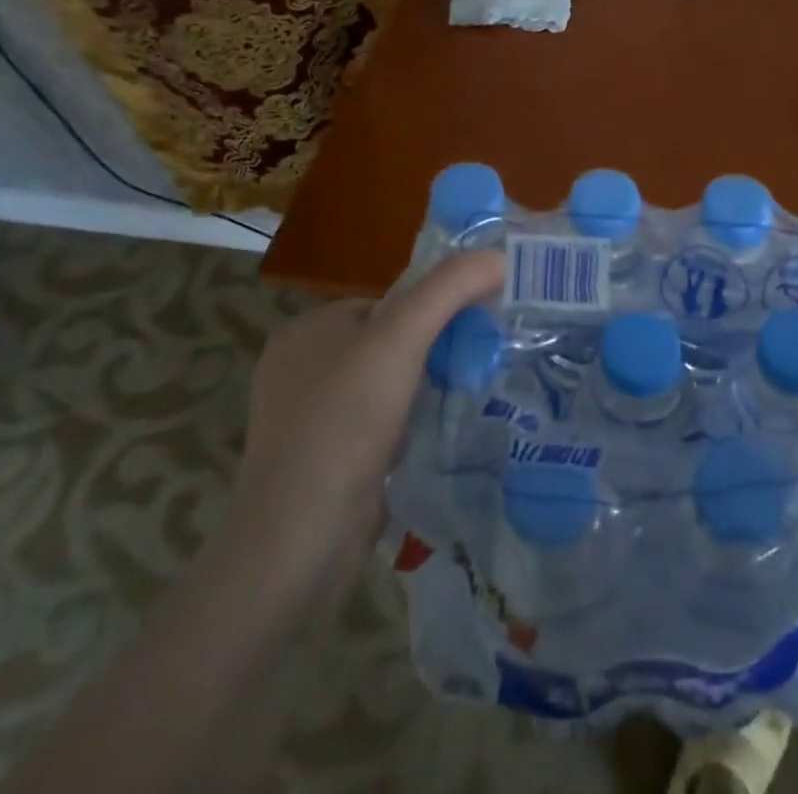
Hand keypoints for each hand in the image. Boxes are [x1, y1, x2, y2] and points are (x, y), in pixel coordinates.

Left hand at [220, 250, 506, 625]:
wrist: (299, 542)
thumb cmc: (345, 421)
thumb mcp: (401, 337)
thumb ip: (450, 288)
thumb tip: (499, 255)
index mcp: (306, 330)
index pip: (385, 302)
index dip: (431, 310)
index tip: (473, 329)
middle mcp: (299, 370)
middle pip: (387, 344)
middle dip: (430, 354)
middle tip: (473, 367)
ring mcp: (306, 422)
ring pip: (383, 388)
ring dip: (420, 393)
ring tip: (458, 403)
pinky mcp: (319, 466)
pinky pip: (374, 429)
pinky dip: (403, 430)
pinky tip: (426, 442)